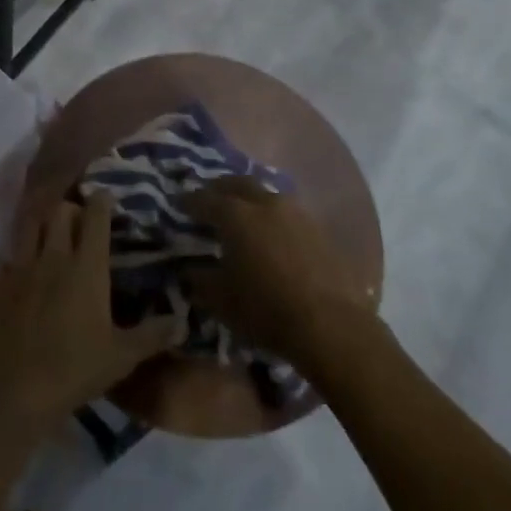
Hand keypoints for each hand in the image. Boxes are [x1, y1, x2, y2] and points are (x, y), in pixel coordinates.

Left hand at [0, 194, 177, 428]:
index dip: (102, 202)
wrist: (12, 390)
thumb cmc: (73, 370)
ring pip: (28, 225)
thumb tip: (183, 321)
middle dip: (71, 209)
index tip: (106, 197)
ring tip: (47, 234)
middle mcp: (53, 256)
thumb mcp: (122, 357)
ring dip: (40, 224)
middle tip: (79, 221)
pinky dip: (8, 257)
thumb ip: (153, 335)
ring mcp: (19, 267)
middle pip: (60, 211)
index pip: (95, 216)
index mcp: (86, 266)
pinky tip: (12, 267)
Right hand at [178, 179, 375, 370]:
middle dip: (220, 189)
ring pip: (266, 194)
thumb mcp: (220, 300)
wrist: (332, 326)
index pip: (204, 199)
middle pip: (237, 184)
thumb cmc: (266, 310)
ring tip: (242, 215)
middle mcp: (265, 203)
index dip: (188, 201)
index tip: (178, 204)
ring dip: (250, 200)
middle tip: (209, 198)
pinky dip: (273, 217)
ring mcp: (296, 213)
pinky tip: (272, 235)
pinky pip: (287, 213)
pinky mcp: (319, 229)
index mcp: (236, 215)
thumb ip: (199, 279)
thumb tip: (188, 269)